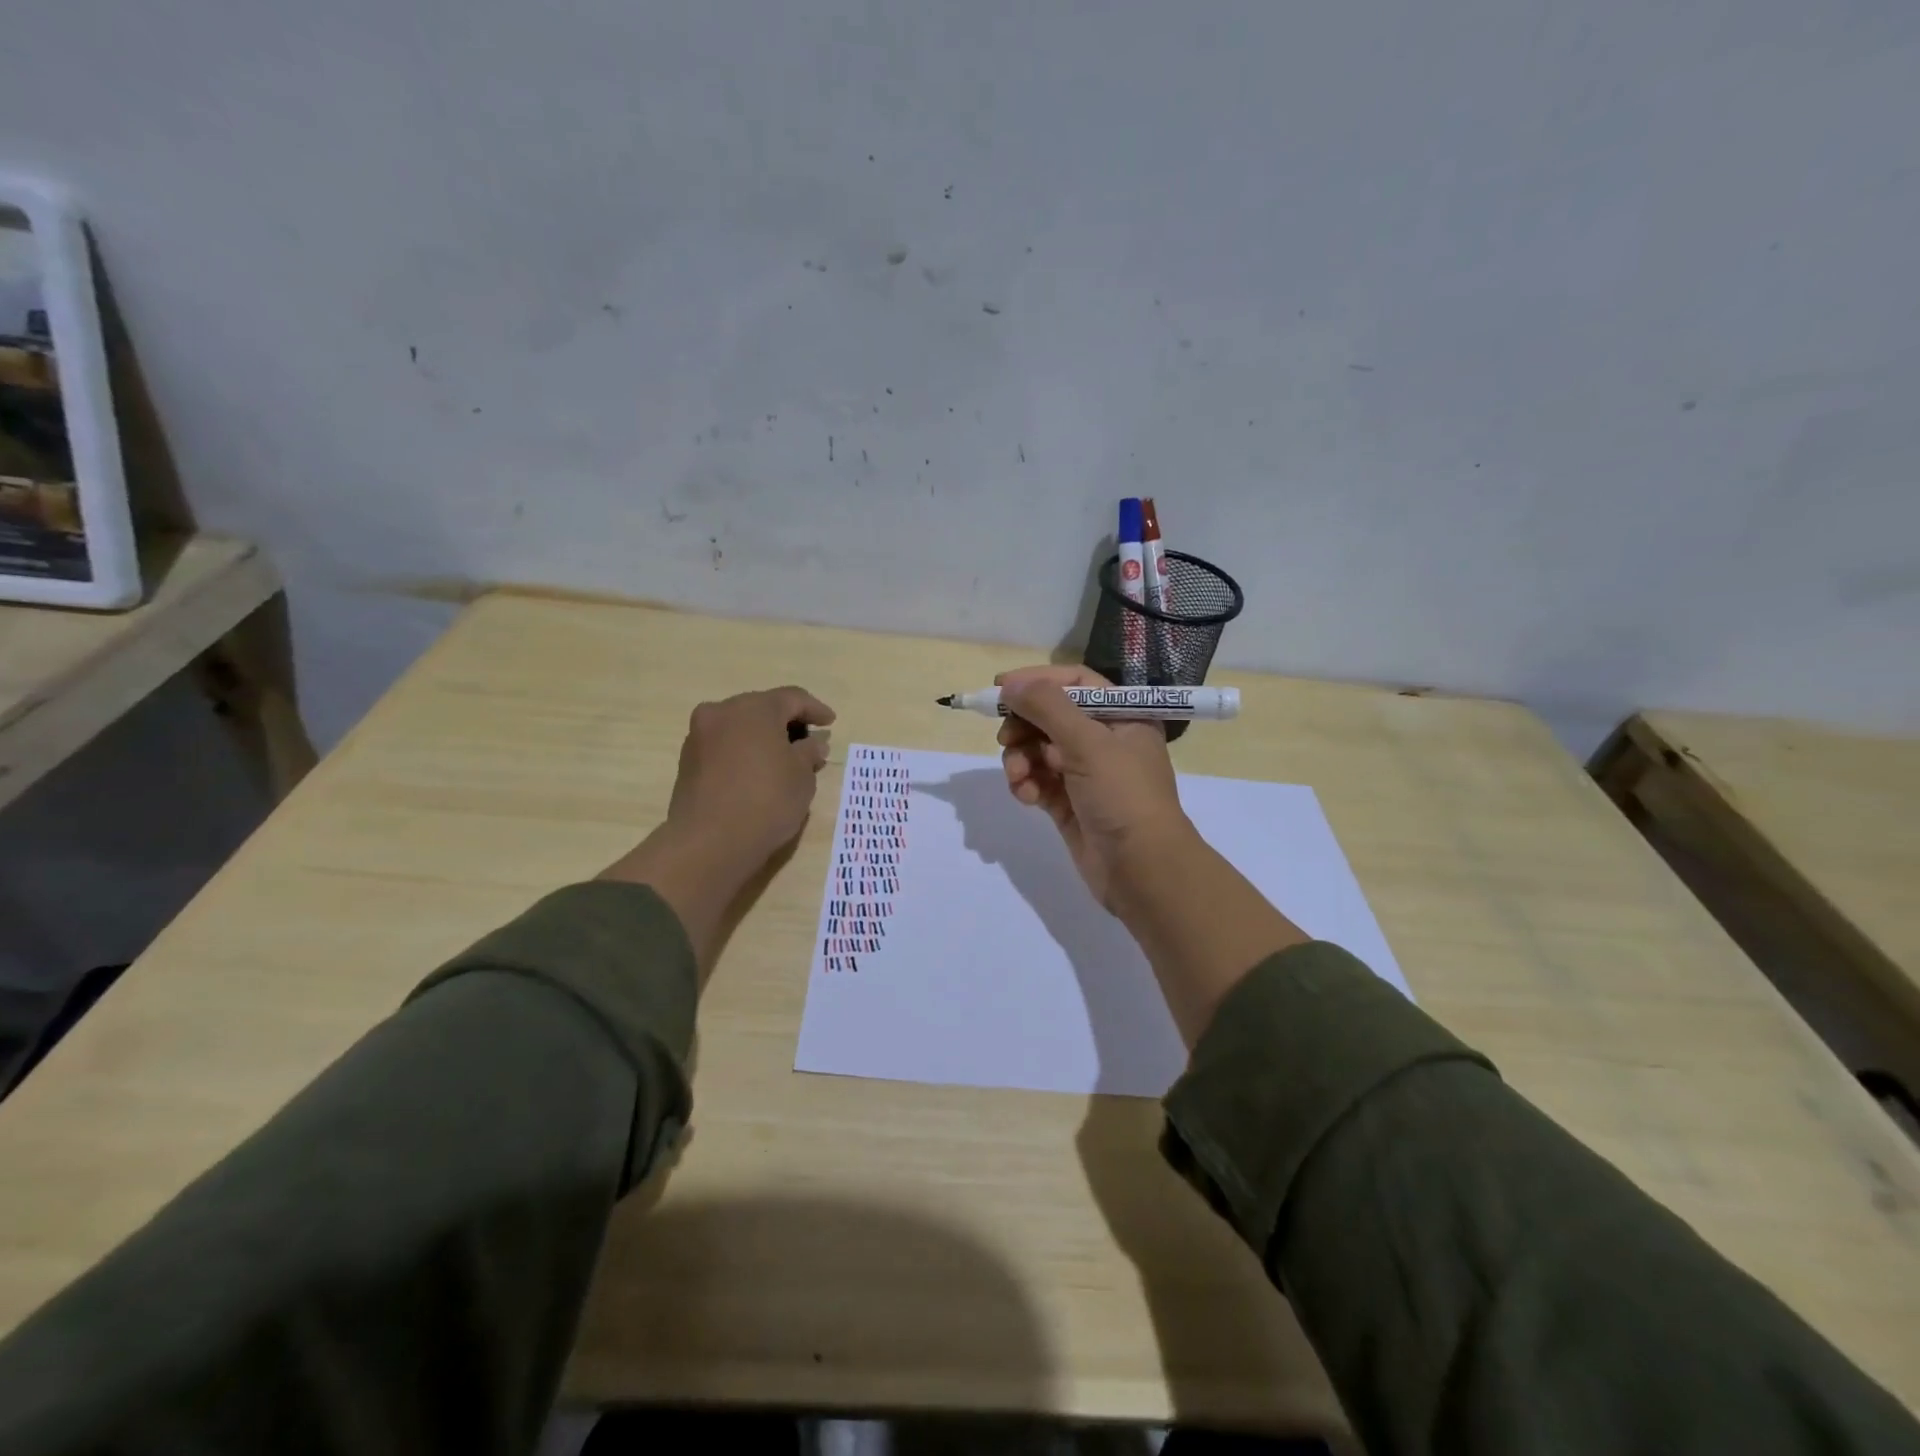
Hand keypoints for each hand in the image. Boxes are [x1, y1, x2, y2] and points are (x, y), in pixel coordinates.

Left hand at [664, 686, 835, 867]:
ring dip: (763, 738)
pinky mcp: (687, 761)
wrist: (710, 842)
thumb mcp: (802, 776)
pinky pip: (724, 746)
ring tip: (783, 760)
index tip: (830, 723)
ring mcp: (699, 736)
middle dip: (787, 723)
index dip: (815, 709)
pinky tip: (757, 773)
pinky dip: (743, 752)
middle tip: (808, 742)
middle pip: (762, 709)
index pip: (792, 698)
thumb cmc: (766, 800)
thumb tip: (812, 744)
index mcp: (754, 708)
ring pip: (740, 727)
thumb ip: (809, 752)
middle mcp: (722, 712)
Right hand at [997, 664, 1307, 1043]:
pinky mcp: (1069, 804)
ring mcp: (1086, 774)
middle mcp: (1104, 741)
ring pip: (1039, 750)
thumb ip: (1047, 707)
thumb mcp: (1088, 742)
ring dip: (1021, 759)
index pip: (1075, 682)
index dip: (1038, 681)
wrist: (1142, 870)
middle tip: (1006, 738)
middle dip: (1024, 726)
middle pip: (1051, 716)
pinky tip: (1027, 797)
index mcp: (1122, 716)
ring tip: (1018, 776)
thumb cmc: (1123, 796)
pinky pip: (1038, 781)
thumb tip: (1009, 685)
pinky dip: (1027, 784)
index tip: (1001, 688)